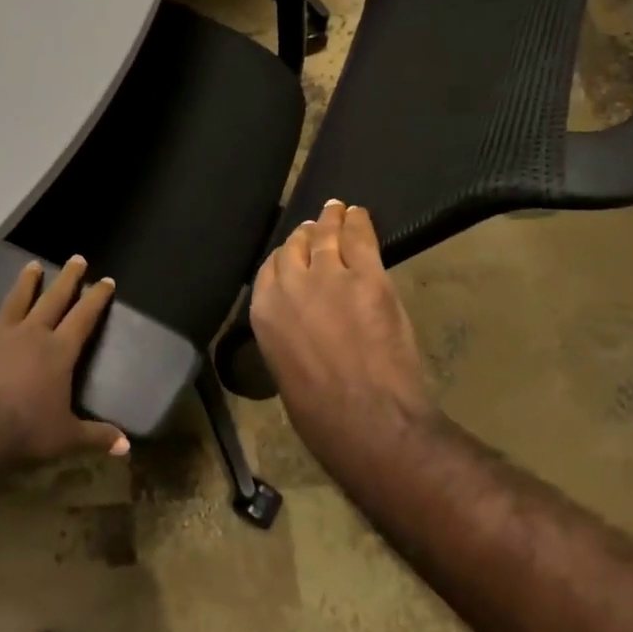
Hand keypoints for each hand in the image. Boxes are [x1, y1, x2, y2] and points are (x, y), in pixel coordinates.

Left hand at [0, 254, 128, 470]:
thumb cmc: (26, 435)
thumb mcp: (68, 438)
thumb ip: (97, 436)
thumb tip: (128, 448)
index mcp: (59, 352)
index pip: (84, 317)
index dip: (97, 297)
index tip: (106, 280)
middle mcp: (31, 335)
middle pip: (53, 299)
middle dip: (67, 278)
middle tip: (76, 258)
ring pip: (16, 301)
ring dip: (26, 283)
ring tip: (32, 265)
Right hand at [249, 200, 432, 438]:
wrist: (368, 421)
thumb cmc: (322, 417)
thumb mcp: (285, 373)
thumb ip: (286, 337)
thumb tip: (299, 329)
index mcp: (264, 314)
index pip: (268, 270)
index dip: (284, 258)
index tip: (294, 253)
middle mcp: (291, 286)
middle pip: (294, 247)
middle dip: (304, 237)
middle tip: (315, 228)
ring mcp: (330, 277)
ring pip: (325, 236)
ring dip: (330, 221)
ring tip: (335, 210)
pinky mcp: (367, 277)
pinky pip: (360, 239)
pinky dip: (358, 222)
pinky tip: (357, 213)